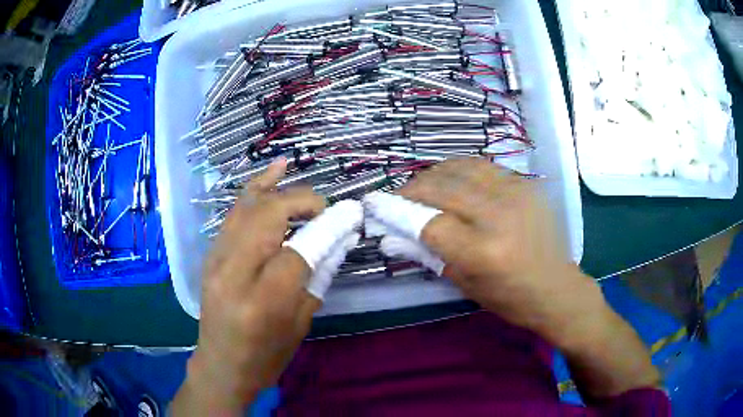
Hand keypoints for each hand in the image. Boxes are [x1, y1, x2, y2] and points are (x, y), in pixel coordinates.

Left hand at [172, 159, 325, 415]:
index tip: (348, 218)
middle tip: (324, 208)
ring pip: (246, 207)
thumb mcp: (299, 325)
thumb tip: (334, 239)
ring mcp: (216, 259)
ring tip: (293, 173)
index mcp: (261, 300)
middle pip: (267, 216)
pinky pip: (234, 214)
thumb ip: (315, 278)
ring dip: (274, 188)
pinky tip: (270, 174)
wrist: (221, 365)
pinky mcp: (211, 254)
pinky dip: (253, 192)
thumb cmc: (265, 356)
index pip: (297, 250)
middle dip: (300, 202)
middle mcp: (233, 272)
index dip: (325, 230)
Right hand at [398, 159, 658, 398]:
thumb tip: (390, 237)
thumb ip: (428, 255)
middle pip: (442, 187)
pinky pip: (484, 167)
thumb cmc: (511, 298)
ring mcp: (517, 194)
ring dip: (435, 174)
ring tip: (424, 185)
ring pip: (462, 168)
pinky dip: (461, 170)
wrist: (558, 288)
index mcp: (483, 252)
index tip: (377, 205)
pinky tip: (454, 180)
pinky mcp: (526, 184)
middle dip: (413, 189)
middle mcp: (499, 216)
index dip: (398, 211)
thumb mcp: (465, 285)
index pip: (428, 222)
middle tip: (399, 196)